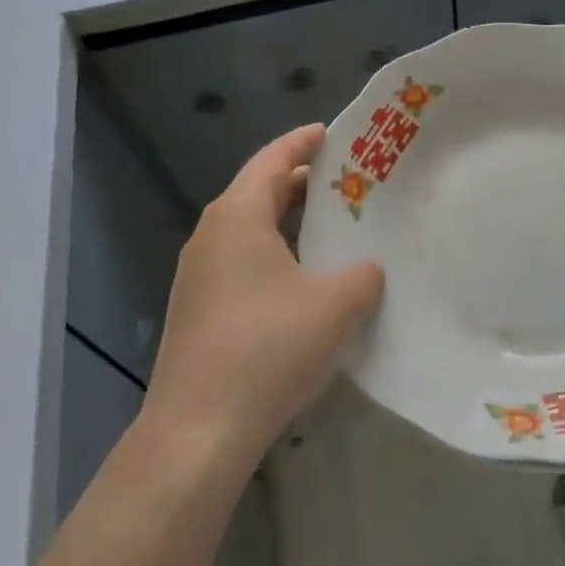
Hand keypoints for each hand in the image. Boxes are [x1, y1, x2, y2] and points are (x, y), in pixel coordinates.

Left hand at [141, 125, 383, 471]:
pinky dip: (276, 251)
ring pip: (251, 228)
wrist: (197, 432)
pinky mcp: (199, 307)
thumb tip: (367, 269)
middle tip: (348, 180)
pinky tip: (304, 277)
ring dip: (289, 220)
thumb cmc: (268, 349)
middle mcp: (211, 234)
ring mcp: (199, 273)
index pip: (273, 159)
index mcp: (238, 216)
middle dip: (303, 182)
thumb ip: (363, 275)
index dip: (305, 142)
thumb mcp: (336, 306)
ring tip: (332, 224)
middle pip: (260, 190)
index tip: (335, 133)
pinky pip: (243, 259)